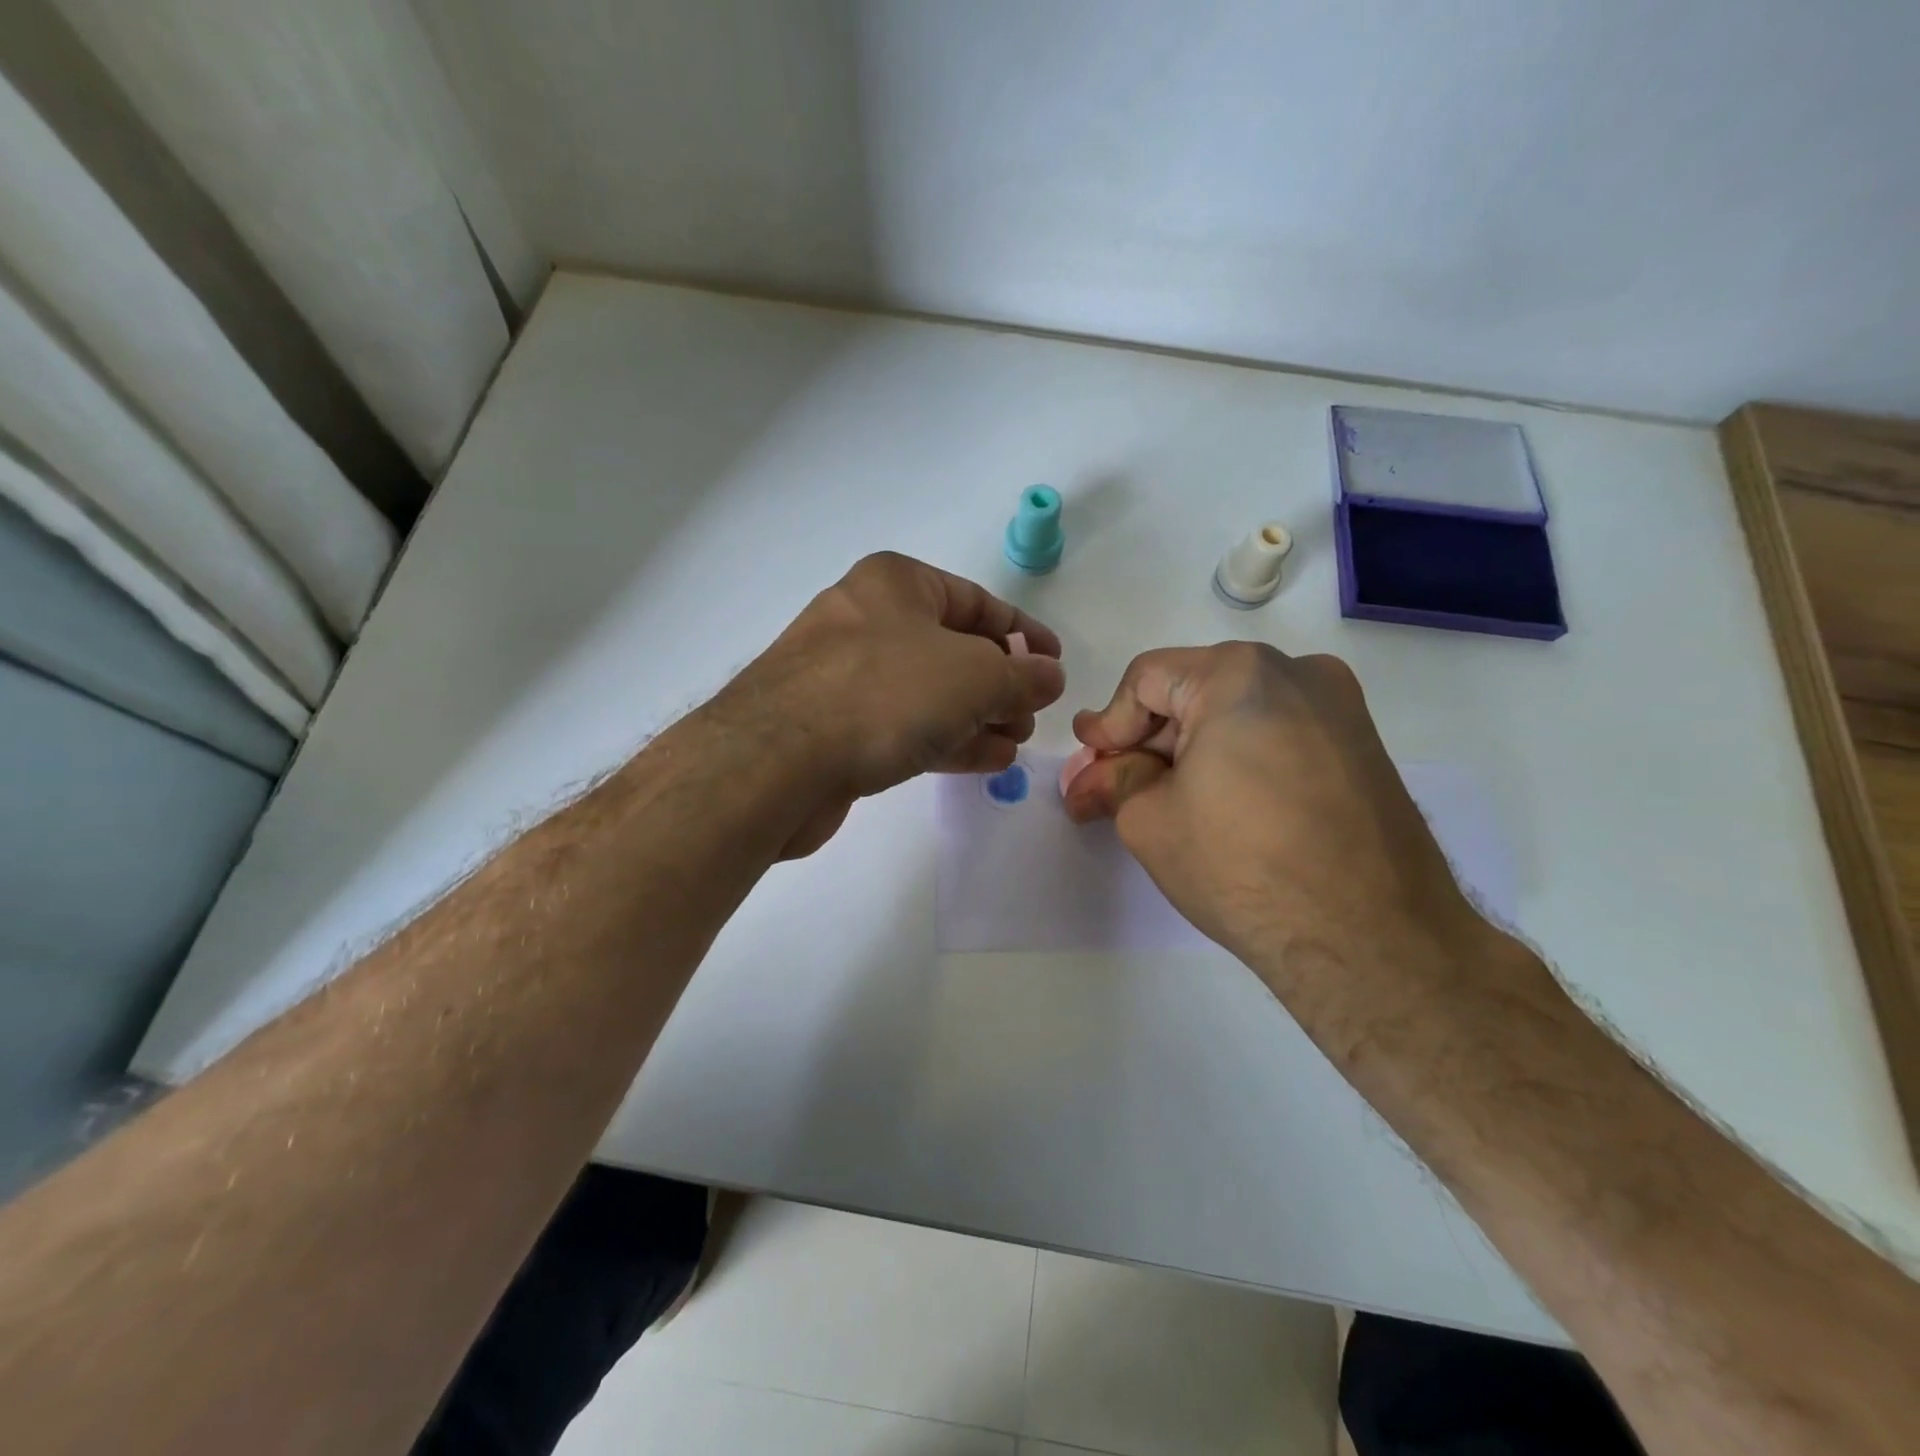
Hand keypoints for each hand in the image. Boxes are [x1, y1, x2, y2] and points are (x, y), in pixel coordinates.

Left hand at [730, 552, 1064, 858]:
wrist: (776, 761)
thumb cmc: (883, 693)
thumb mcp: (974, 676)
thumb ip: (1021, 676)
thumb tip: (1049, 677)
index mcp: (896, 584)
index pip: (976, 602)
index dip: (1023, 632)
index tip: (1055, 664)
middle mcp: (867, 620)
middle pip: (953, 649)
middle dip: (1000, 683)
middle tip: (1031, 715)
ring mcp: (846, 676)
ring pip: (929, 692)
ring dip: (977, 716)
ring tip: (1014, 742)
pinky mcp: (835, 726)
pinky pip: (904, 725)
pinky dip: (946, 738)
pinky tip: (985, 760)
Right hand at [1063, 643, 1493, 1006]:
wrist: (1371, 940)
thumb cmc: (1243, 866)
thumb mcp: (1150, 819)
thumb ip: (1114, 781)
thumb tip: (1093, 774)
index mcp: (1239, 673)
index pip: (1146, 679)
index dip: (1109, 724)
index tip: (1090, 767)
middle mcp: (1297, 672)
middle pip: (1193, 692)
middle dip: (1148, 742)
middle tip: (1114, 789)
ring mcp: (1340, 709)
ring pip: (1237, 713)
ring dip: (1191, 752)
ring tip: (1165, 804)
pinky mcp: (1362, 748)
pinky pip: (1277, 735)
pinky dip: (1237, 760)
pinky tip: (1221, 807)